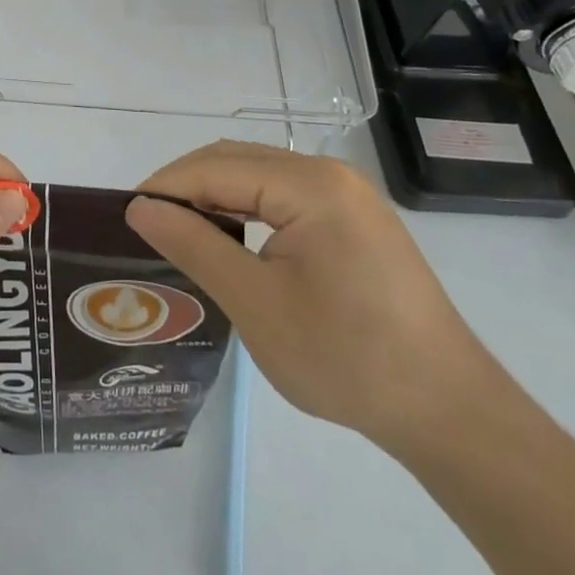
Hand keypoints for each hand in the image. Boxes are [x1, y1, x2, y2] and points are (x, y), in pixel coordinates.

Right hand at [125, 140, 499, 450]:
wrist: (450, 413)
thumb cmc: (347, 358)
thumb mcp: (256, 304)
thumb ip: (193, 245)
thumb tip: (139, 207)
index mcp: (309, 184)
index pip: (214, 168)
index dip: (164, 187)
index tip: (124, 217)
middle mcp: (328, 174)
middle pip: (235, 161)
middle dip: (185, 187)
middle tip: (148, 227)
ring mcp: (346, 196)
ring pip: (258, 177)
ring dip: (214, 198)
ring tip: (180, 235)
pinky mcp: (354, 220)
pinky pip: (283, 197)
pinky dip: (246, 211)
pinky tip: (230, 242)